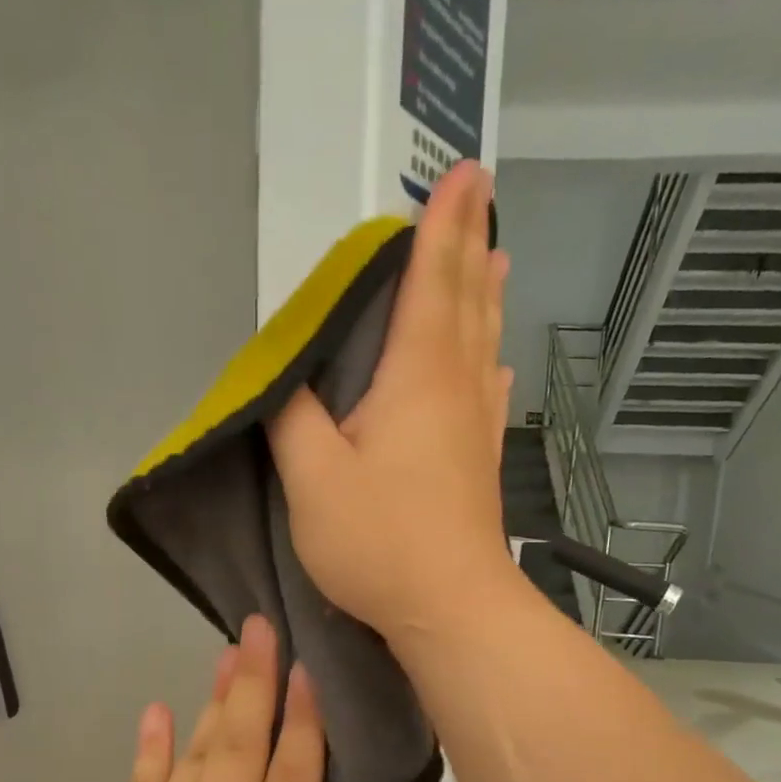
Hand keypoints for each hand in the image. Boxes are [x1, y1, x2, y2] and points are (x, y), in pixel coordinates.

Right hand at [267, 160, 517, 644]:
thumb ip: (291, 417)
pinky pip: (488, 394)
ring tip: (496, 261)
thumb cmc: (379, 540)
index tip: (461, 174)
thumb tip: (284, 378)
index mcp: (416, 376)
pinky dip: (490, 364)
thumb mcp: (313, 478)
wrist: (451, 607)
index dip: (442, 226)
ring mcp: (475, 427)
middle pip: (466, 302)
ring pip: (483, 344)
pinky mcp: (480, 464)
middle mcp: (455, 388)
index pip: (430, 281)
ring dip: (486, 297)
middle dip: (470, 245)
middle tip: (482, 199)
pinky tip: (495, 367)